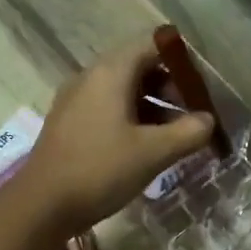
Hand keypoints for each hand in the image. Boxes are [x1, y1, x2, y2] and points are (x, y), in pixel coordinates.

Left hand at [16, 38, 214, 232]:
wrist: (42, 205)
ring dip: (152, 106)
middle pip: (137, 66)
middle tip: (193, 114)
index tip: (201, 87)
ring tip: (174, 135)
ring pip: (122, 91)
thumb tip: (208, 120)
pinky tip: (144, 147)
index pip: (151, 44)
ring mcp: (75, 101)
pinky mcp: (68, 124)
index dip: (181, 60)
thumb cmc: (100, 170)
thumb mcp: (153, 152)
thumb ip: (188, 132)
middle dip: (169, 86)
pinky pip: (106, 109)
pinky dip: (131, 119)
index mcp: (110, 72)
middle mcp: (90, 77)